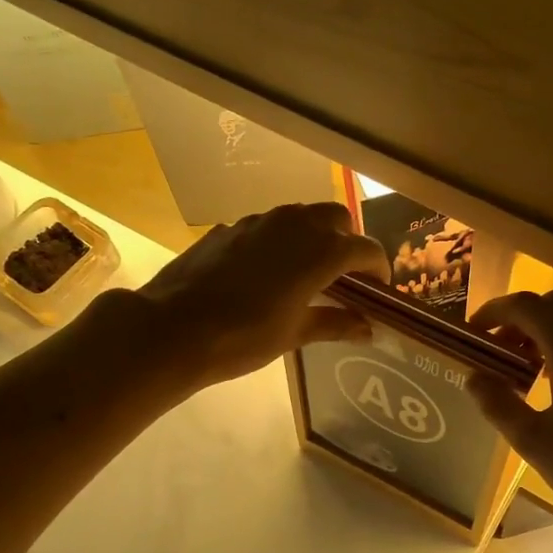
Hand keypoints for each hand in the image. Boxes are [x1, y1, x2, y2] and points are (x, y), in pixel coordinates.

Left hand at [133, 203, 388, 387]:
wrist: (174, 328)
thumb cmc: (244, 336)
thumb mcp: (295, 334)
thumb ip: (336, 323)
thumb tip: (368, 328)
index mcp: (320, 251)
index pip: (365, 249)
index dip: (378, 268)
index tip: (378, 288)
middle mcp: (295, 225)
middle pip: (336, 218)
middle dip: (347, 240)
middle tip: (343, 275)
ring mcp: (258, 221)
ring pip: (299, 216)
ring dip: (312, 236)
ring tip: (305, 271)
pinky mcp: (229, 228)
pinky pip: (266, 227)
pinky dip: (277, 242)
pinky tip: (263, 273)